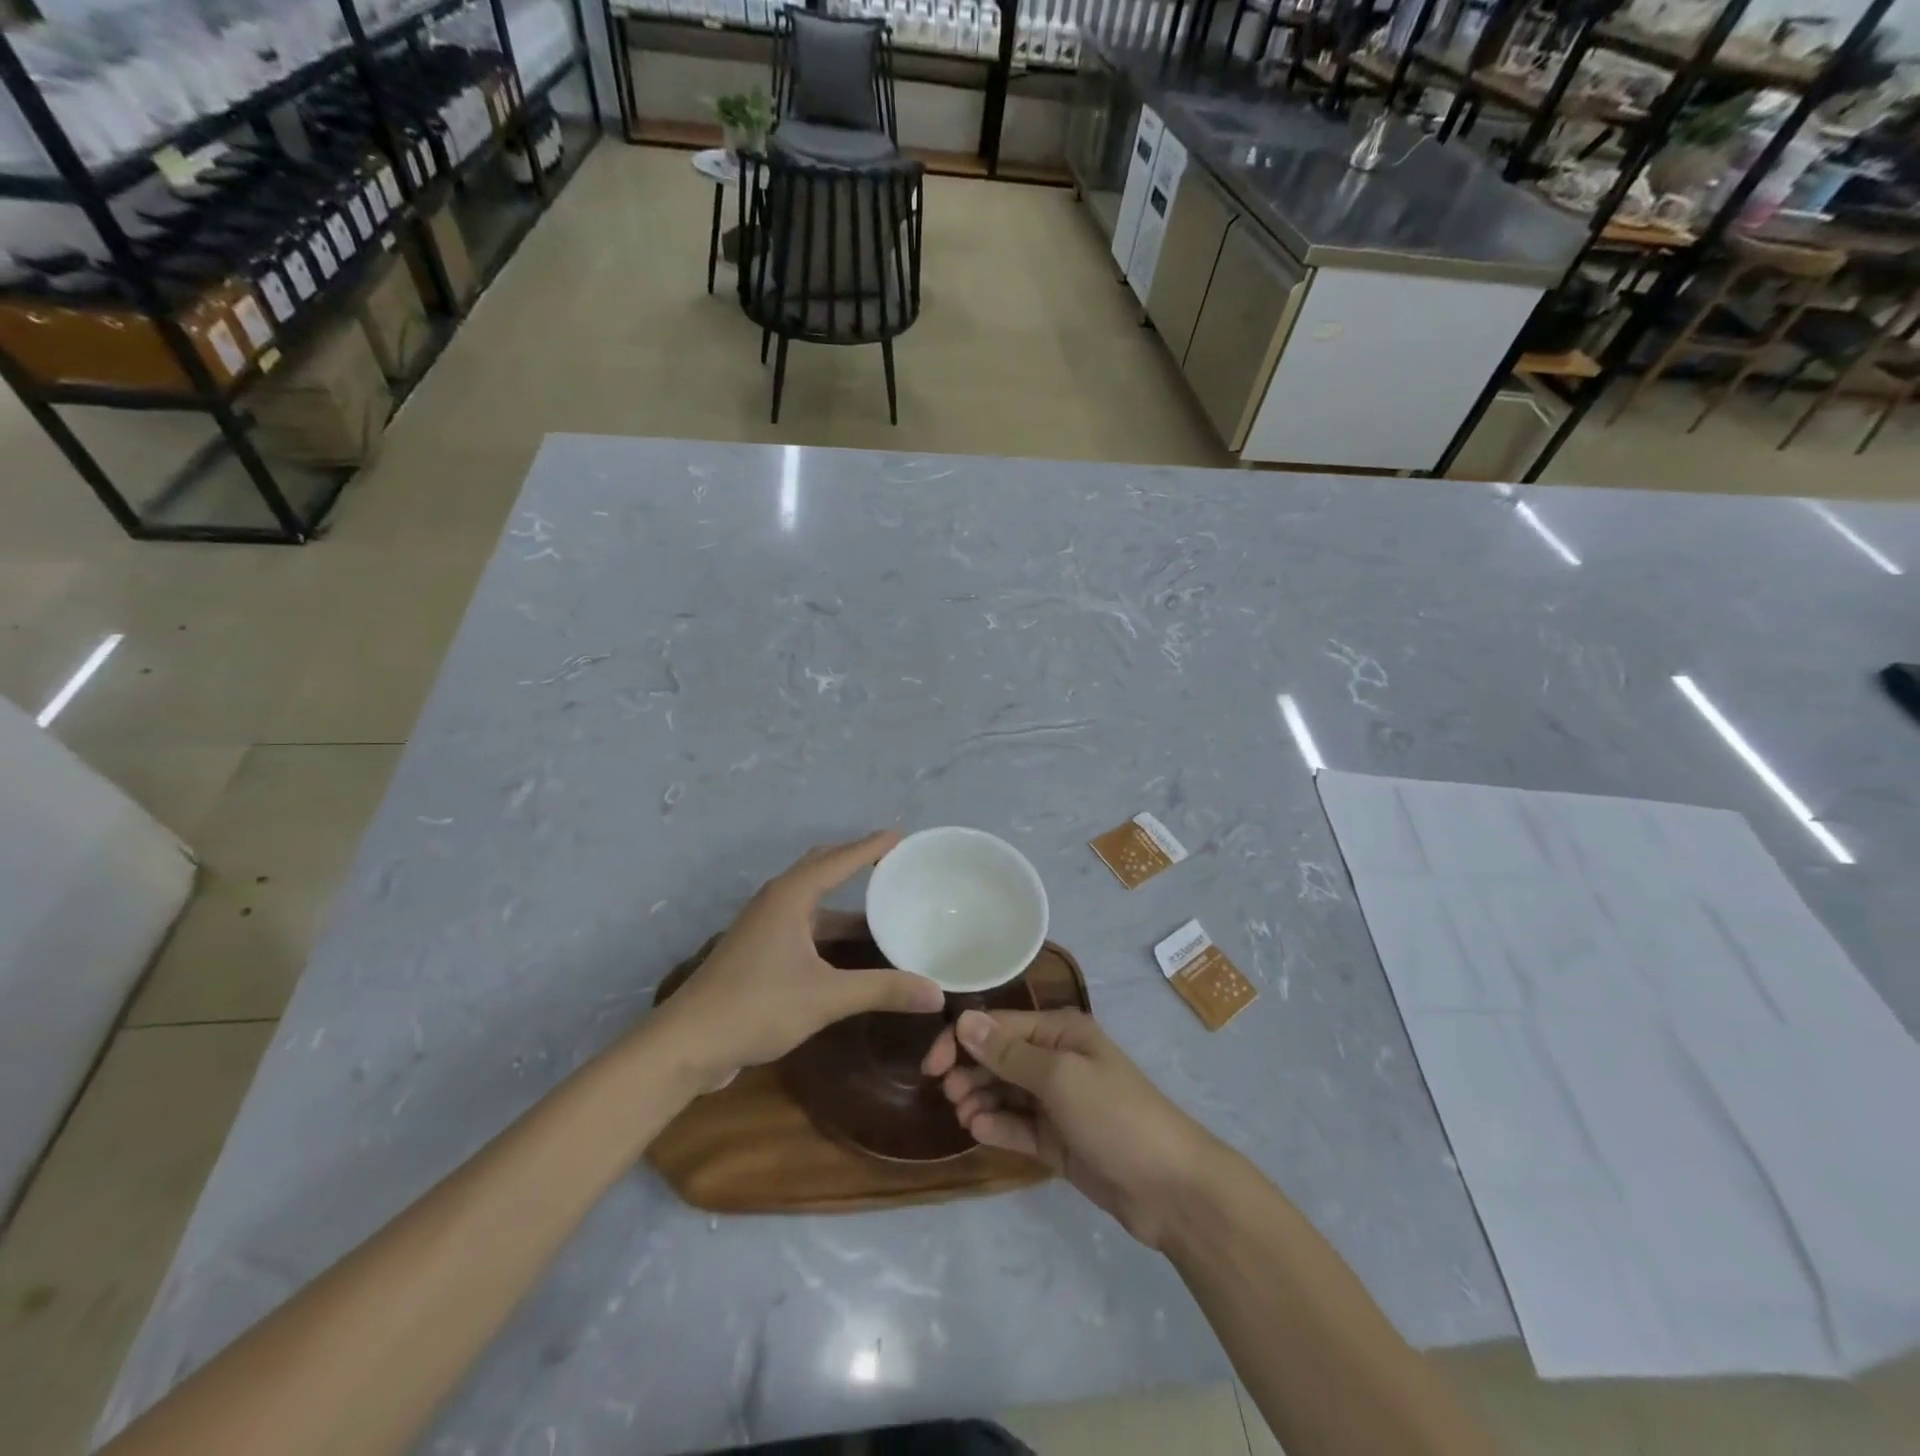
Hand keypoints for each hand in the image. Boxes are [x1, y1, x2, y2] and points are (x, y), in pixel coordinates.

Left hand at [655, 831, 942, 1084]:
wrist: (686, 1044)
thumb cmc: (756, 1006)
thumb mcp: (826, 997)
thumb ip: (883, 990)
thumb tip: (937, 993)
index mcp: (790, 896)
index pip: (839, 859)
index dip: (872, 846)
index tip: (902, 835)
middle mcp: (777, 902)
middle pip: (822, 869)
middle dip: (857, 863)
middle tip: (894, 864)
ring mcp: (765, 927)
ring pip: (813, 901)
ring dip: (845, 903)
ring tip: (884, 906)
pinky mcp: (759, 952)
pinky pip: (805, 925)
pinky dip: (831, 928)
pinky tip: (853, 949)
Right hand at [923, 1009, 1218, 1247]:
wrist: (1170, 1188)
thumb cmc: (1114, 1115)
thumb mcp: (1059, 1077)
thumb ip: (1008, 1053)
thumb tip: (964, 1020)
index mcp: (1060, 1033)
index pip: (1000, 1026)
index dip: (963, 1039)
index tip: (932, 1065)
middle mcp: (1057, 1060)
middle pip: (999, 1057)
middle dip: (970, 1070)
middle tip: (948, 1094)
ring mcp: (1057, 1102)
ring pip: (1005, 1092)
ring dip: (980, 1098)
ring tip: (963, 1115)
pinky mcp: (1057, 1140)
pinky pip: (1018, 1126)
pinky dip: (997, 1126)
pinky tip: (979, 1131)